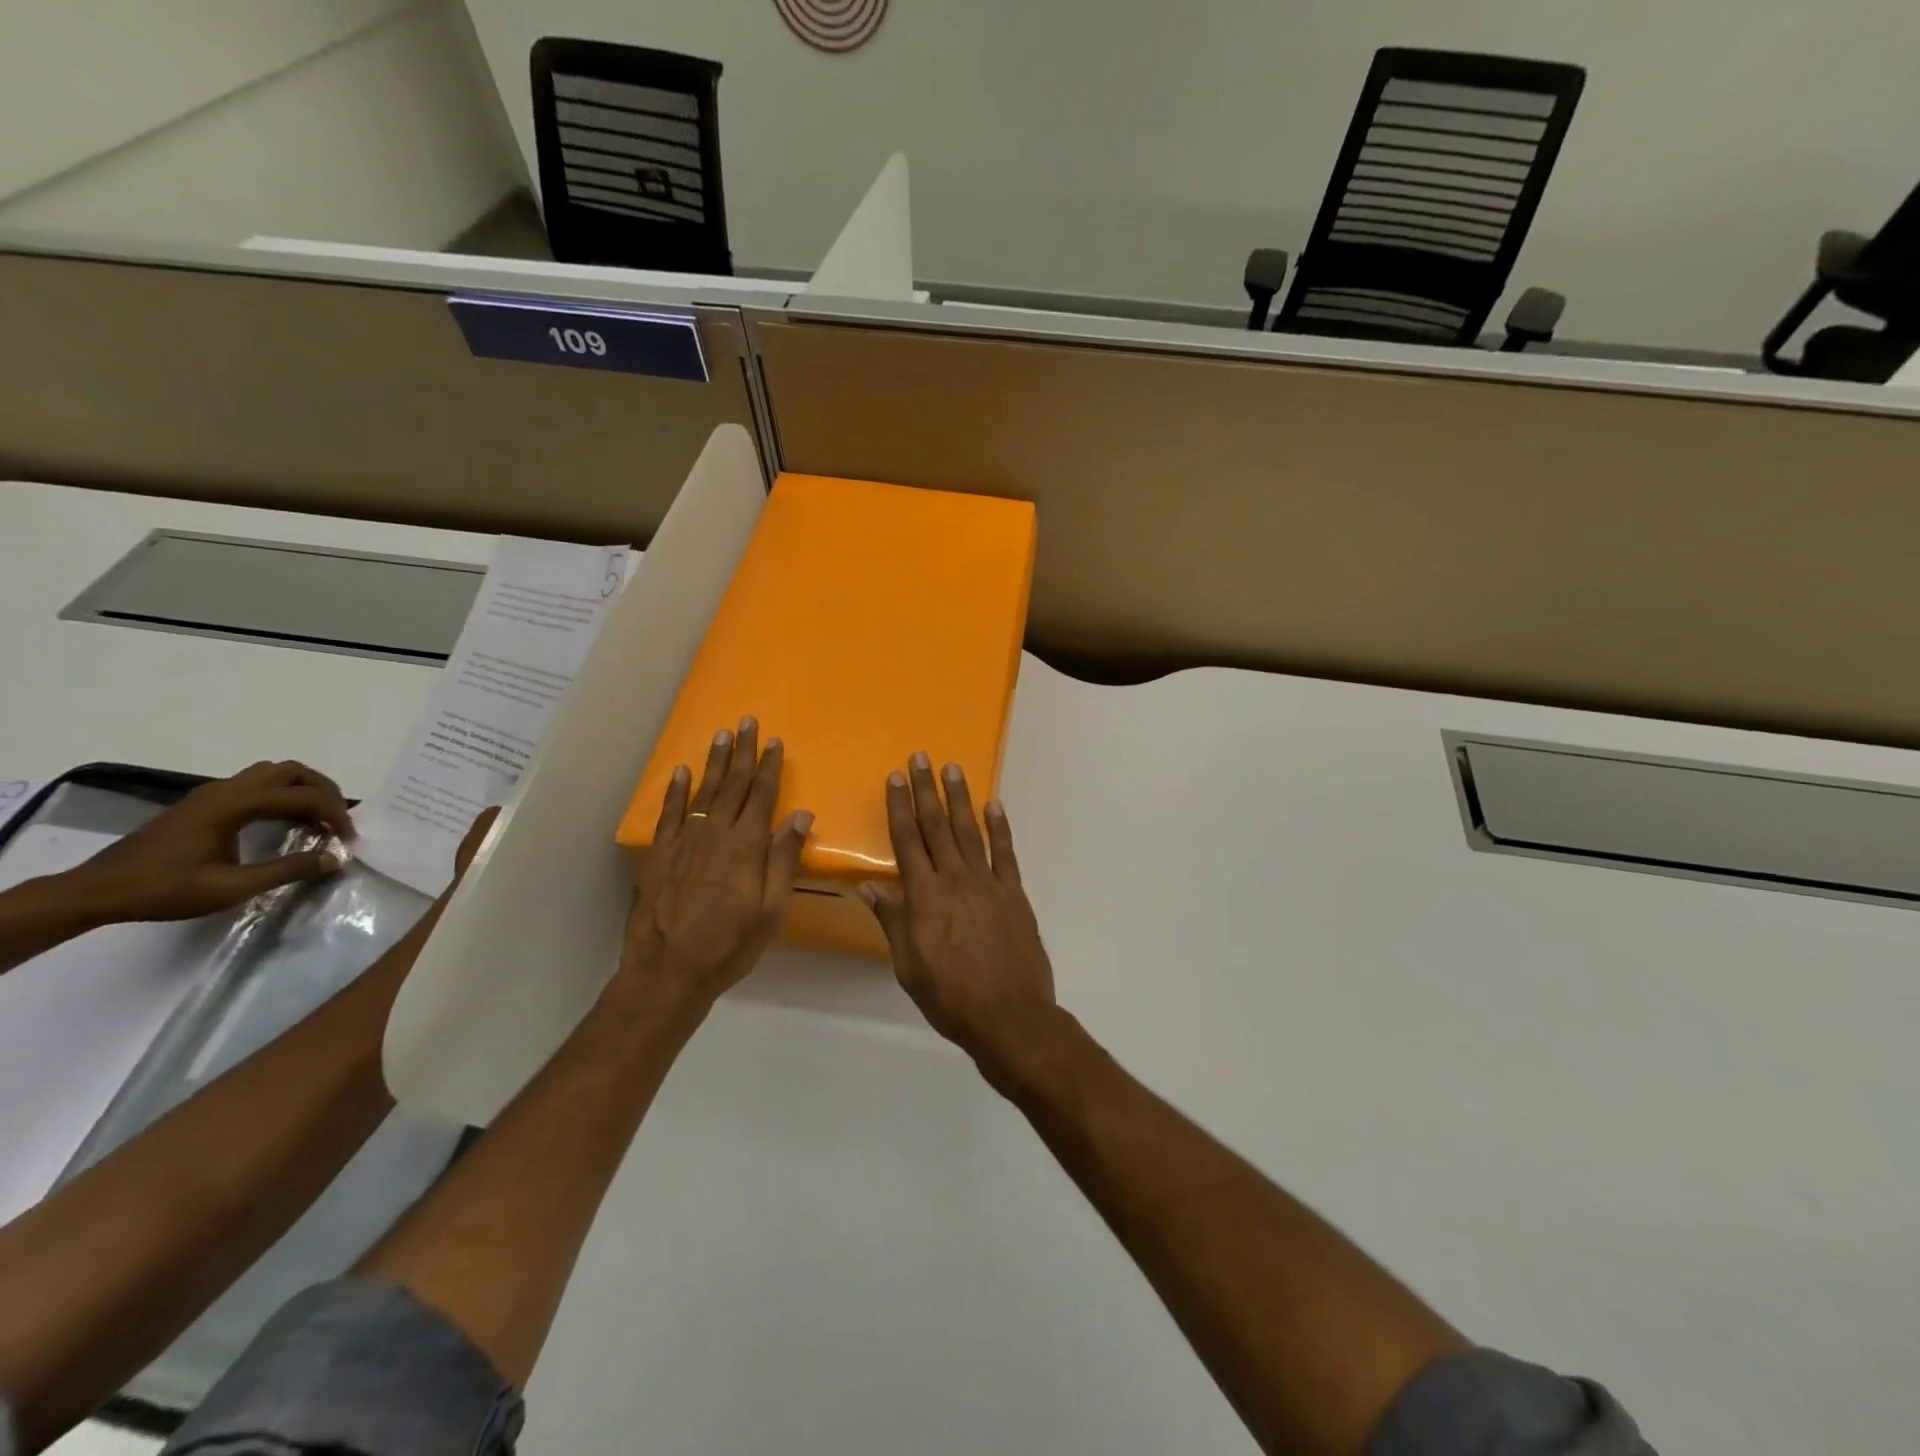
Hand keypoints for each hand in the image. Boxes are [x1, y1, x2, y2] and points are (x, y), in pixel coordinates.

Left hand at [65, 761, 354, 924]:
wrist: (97, 891)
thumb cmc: (164, 890)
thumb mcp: (231, 888)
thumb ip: (287, 870)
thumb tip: (334, 858)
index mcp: (233, 805)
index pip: (303, 796)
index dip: (335, 814)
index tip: (348, 839)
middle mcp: (225, 789)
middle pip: (292, 772)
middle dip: (324, 792)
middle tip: (337, 820)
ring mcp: (212, 793)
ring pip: (275, 774)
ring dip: (303, 790)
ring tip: (316, 819)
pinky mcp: (204, 803)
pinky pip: (257, 785)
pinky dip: (283, 796)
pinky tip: (285, 822)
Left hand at [624, 717, 812, 1015]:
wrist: (670, 968)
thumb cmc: (731, 942)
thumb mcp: (772, 909)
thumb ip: (784, 859)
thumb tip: (801, 814)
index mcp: (747, 844)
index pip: (763, 795)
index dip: (770, 766)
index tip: (776, 741)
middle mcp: (716, 832)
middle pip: (734, 784)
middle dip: (744, 752)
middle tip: (747, 722)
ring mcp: (685, 840)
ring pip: (703, 790)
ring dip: (715, 762)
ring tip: (722, 735)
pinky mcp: (661, 853)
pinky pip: (670, 812)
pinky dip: (675, 790)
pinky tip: (681, 771)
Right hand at [861, 754, 1056, 1076]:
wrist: (1009, 1015)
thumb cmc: (950, 996)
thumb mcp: (909, 966)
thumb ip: (893, 921)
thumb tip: (869, 886)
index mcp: (925, 897)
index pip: (907, 842)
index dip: (899, 807)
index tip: (894, 778)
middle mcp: (955, 880)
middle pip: (936, 827)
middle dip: (926, 790)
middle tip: (920, 757)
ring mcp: (988, 883)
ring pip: (969, 831)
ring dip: (960, 798)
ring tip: (953, 769)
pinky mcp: (1014, 893)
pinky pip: (1005, 853)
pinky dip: (1000, 828)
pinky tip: (994, 806)